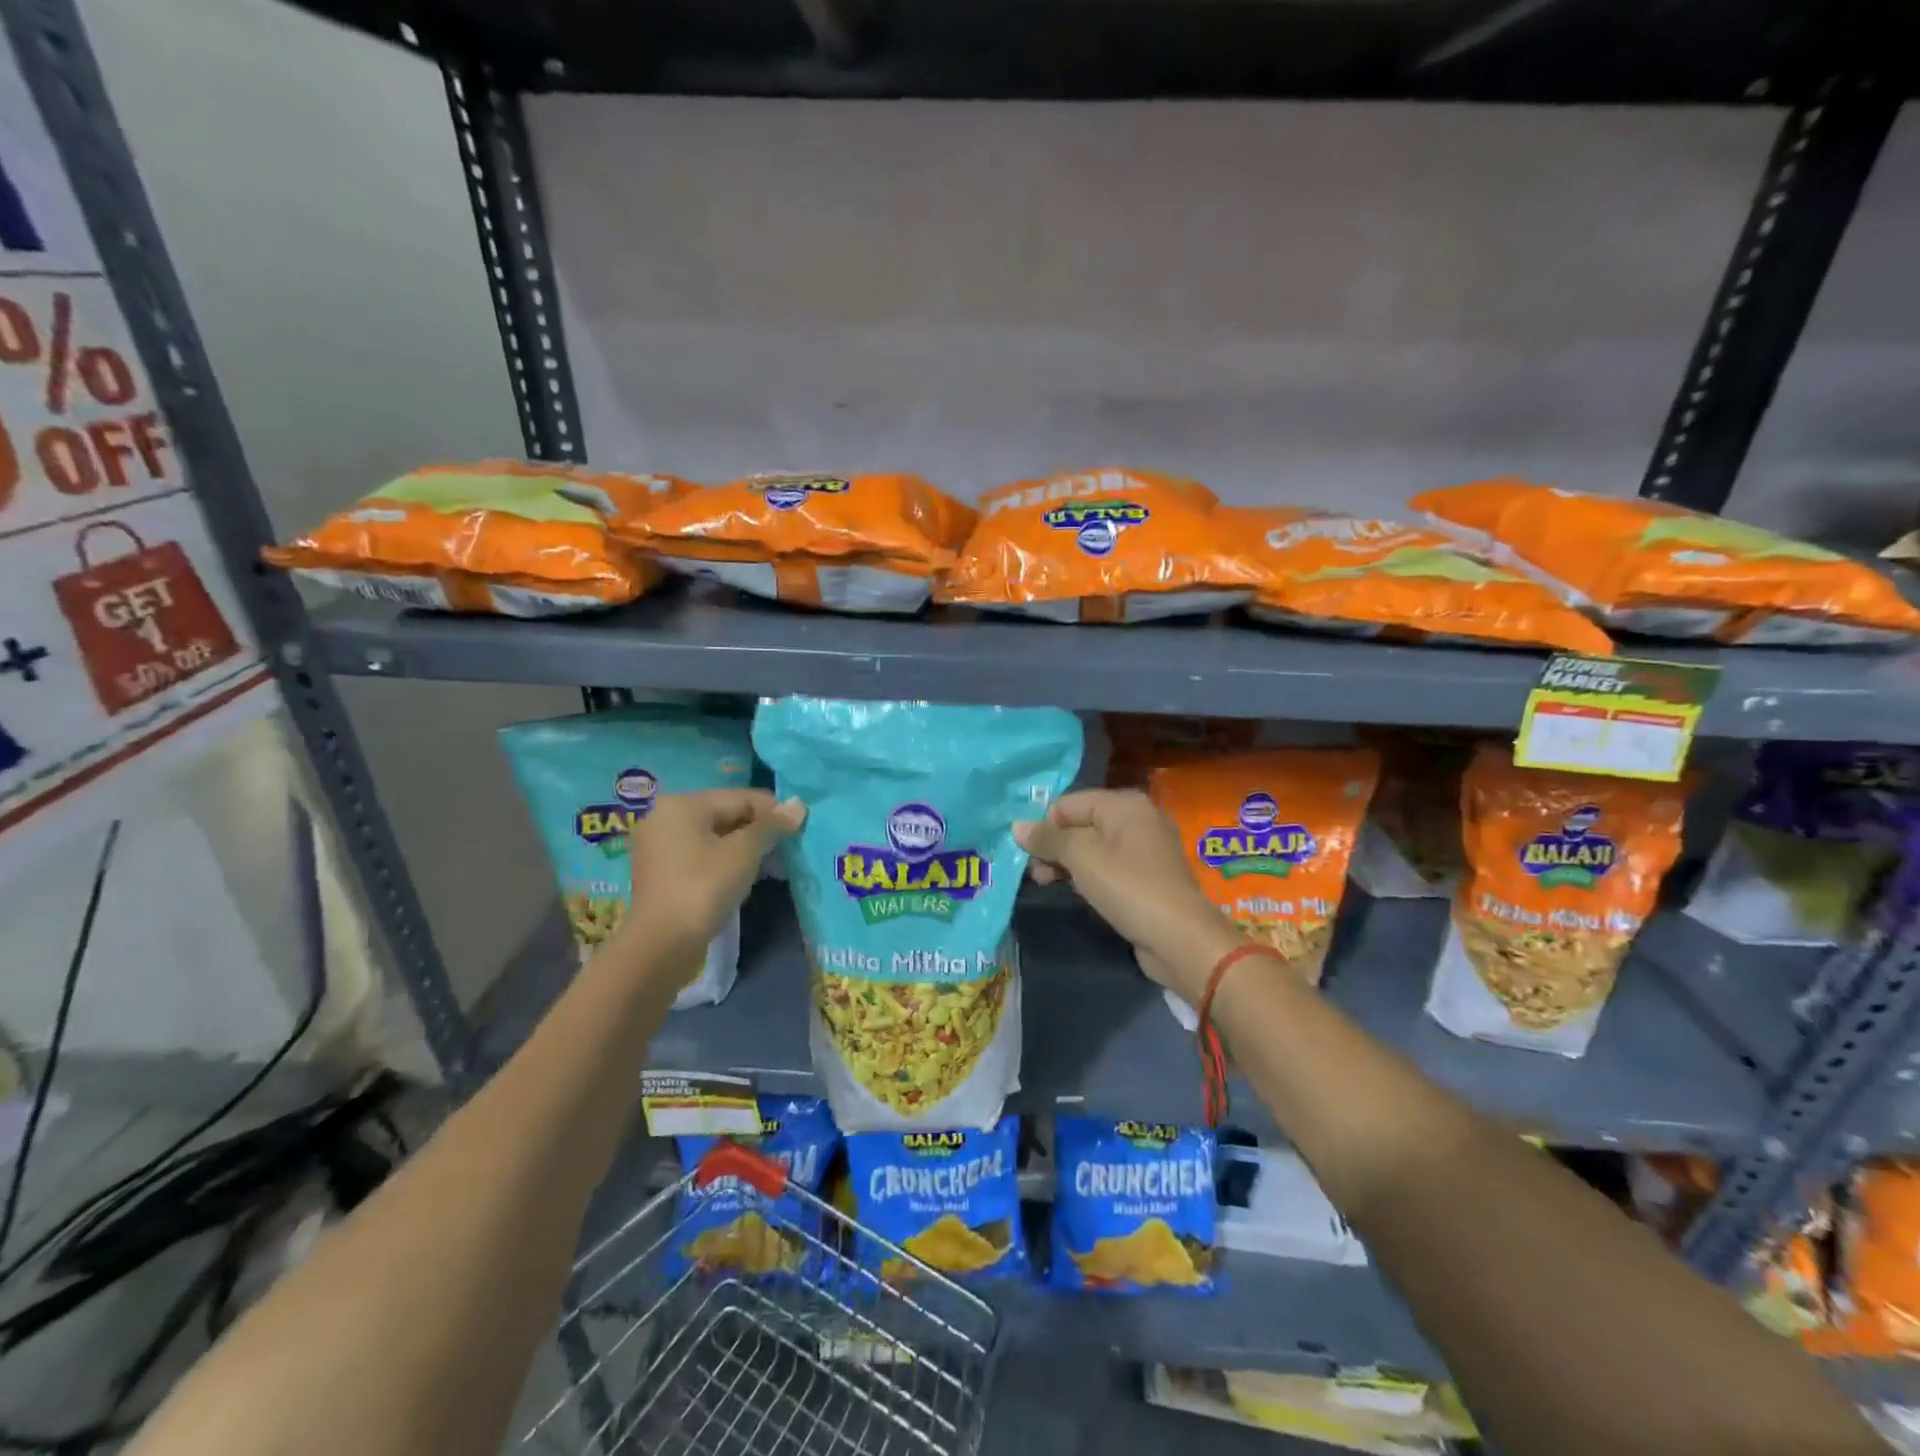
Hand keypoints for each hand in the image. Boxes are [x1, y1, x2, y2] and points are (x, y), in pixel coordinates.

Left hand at [615, 789, 804, 987]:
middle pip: (725, 814)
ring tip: (769, 866)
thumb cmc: (704, 887)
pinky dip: (724, 862)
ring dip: (743, 848)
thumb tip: (798, 805)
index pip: (740, 798)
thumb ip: (771, 826)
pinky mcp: (661, 873)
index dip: (773, 811)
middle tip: (787, 849)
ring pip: (714, 837)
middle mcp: (666, 817)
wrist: (662, 944)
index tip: (799, 828)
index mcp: (683, 804)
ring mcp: (660, 847)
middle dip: (758, 831)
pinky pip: (701, 856)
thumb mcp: (744, 852)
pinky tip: (742, 879)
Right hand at [1015, 789, 1242, 1003]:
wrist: (1179, 938)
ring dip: (1067, 863)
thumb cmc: (1128, 887)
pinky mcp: (1147, 877)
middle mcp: (1137, 819)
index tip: (1029, 856)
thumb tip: (1017, 827)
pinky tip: (1076, 893)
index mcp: (1124, 804)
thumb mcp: (1081, 857)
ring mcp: (1145, 849)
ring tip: (1047, 884)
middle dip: (1054, 846)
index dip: (1044, 826)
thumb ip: (1048, 838)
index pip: (1068, 803)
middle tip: (1036, 875)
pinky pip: (1108, 866)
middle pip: (1080, 823)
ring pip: (1092, 847)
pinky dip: (1088, 876)